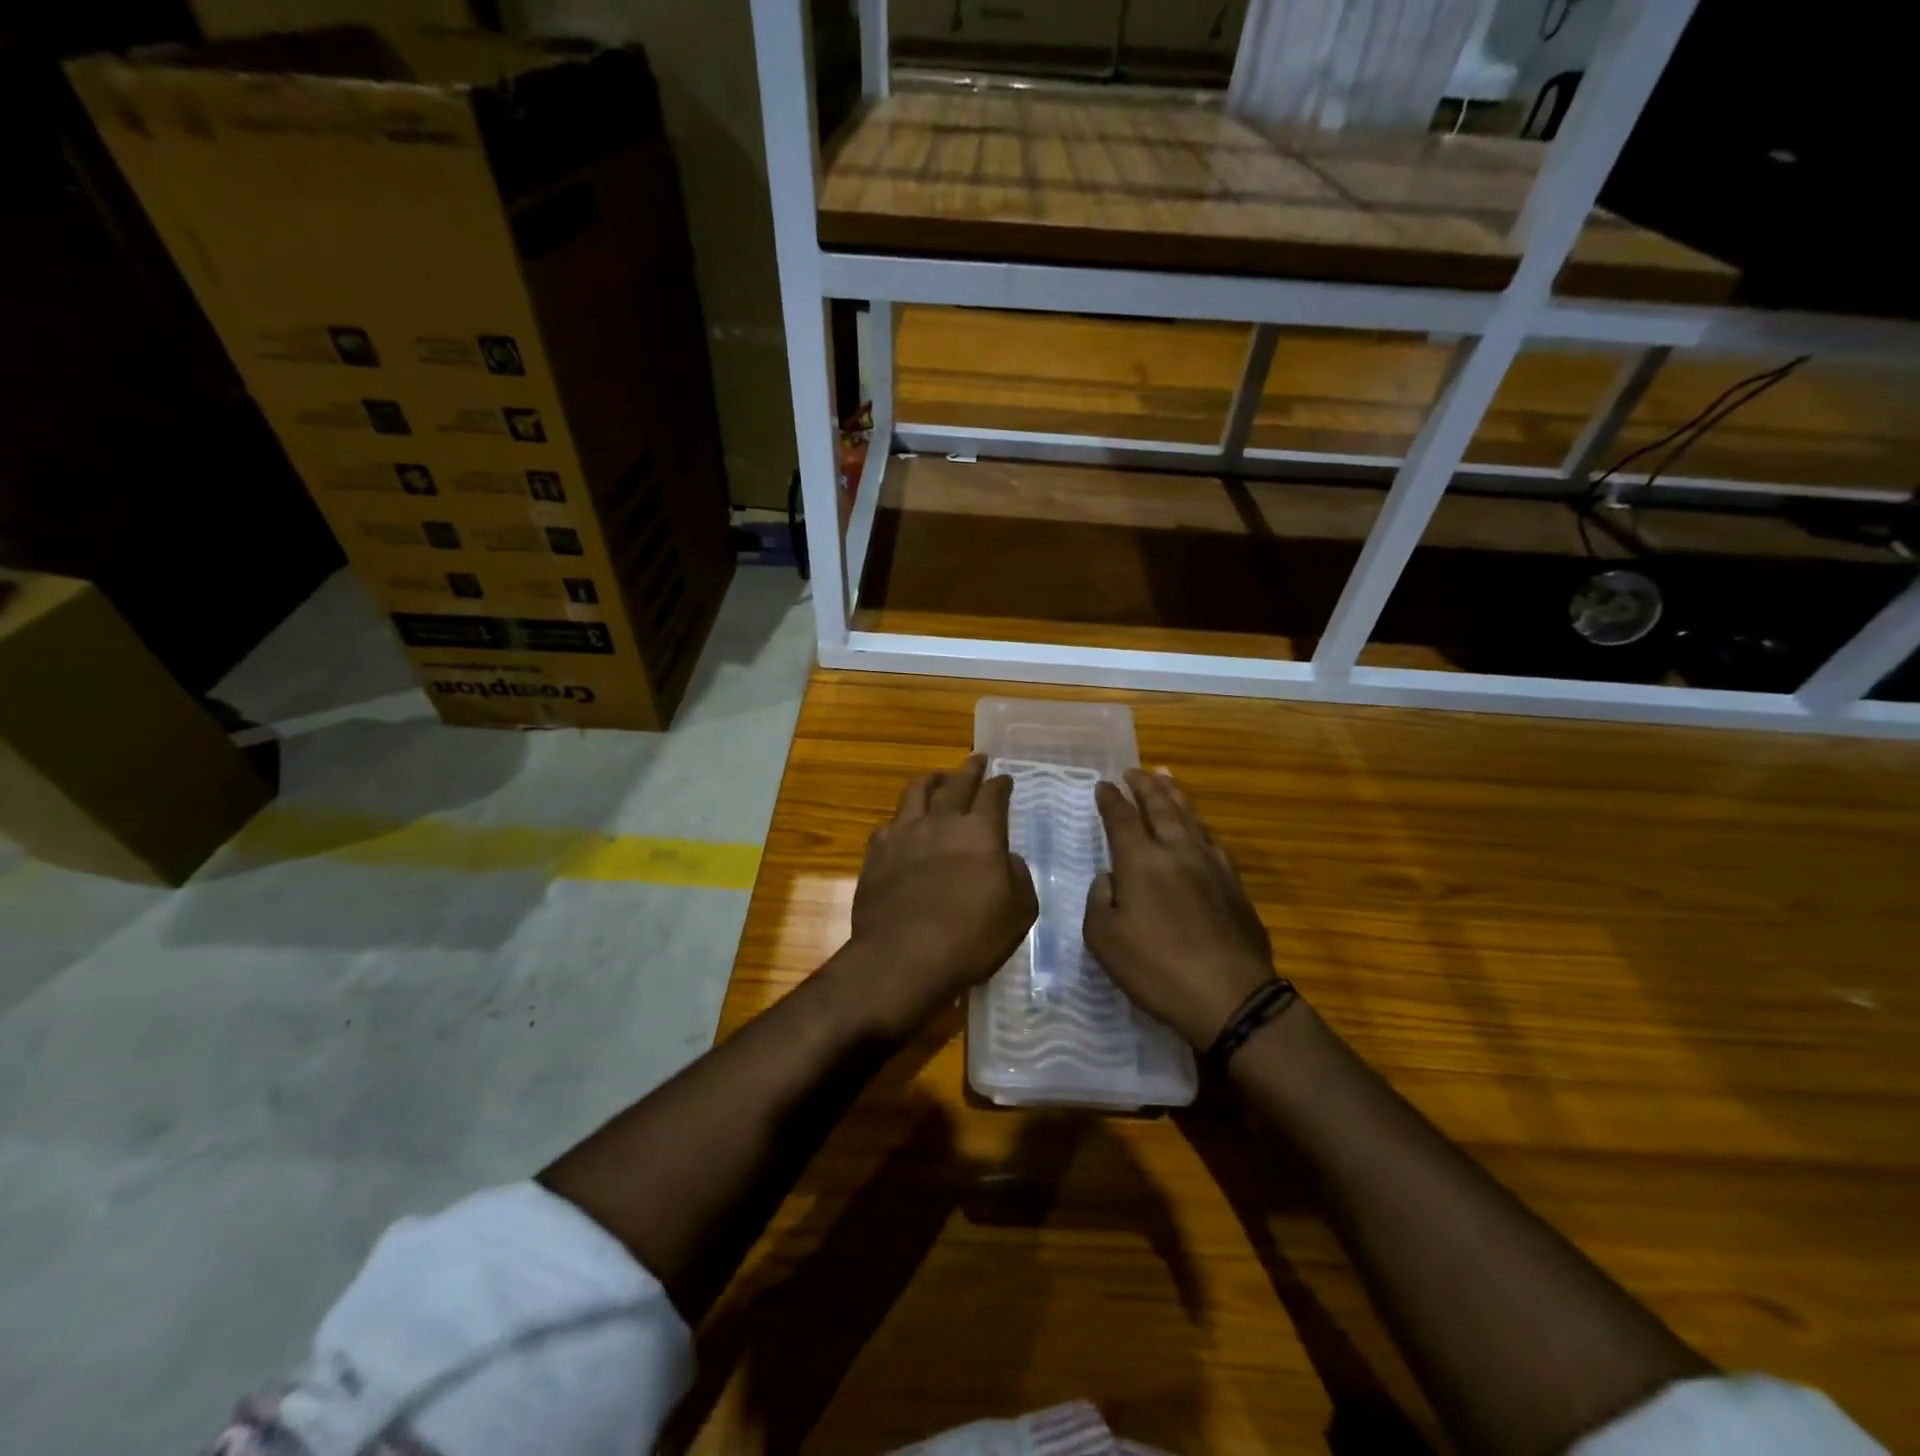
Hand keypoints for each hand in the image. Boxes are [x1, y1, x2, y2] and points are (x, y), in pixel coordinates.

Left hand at [842, 754, 1038, 1038]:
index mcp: (981, 832)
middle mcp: (941, 822)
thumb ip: (1018, 878)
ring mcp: (904, 833)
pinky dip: (900, 819)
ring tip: (936, 779)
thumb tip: (1007, 859)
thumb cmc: (970, 938)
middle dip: (969, 769)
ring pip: (916, 791)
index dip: (1000, 784)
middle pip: (956, 783)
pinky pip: (889, 824)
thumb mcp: (1018, 913)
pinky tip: (901, 827)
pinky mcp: (876, 853)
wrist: (903, 956)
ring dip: (931, 781)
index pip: (993, 795)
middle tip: (976, 759)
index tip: (1004, 778)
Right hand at [1084, 768, 1278, 1050]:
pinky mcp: (1235, 885)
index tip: (1104, 785)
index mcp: (1141, 861)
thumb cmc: (1156, 969)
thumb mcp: (1104, 939)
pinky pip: (1212, 841)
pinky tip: (1199, 827)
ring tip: (1167, 778)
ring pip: (1191, 818)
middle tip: (1135, 770)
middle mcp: (1177, 852)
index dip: (1111, 800)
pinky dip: (1199, 825)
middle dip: (1145, 786)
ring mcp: (1212, 866)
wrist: (1231, 997)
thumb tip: (1111, 878)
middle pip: (1160, 807)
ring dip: (1176, 795)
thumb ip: (1100, 900)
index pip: (1122, 818)